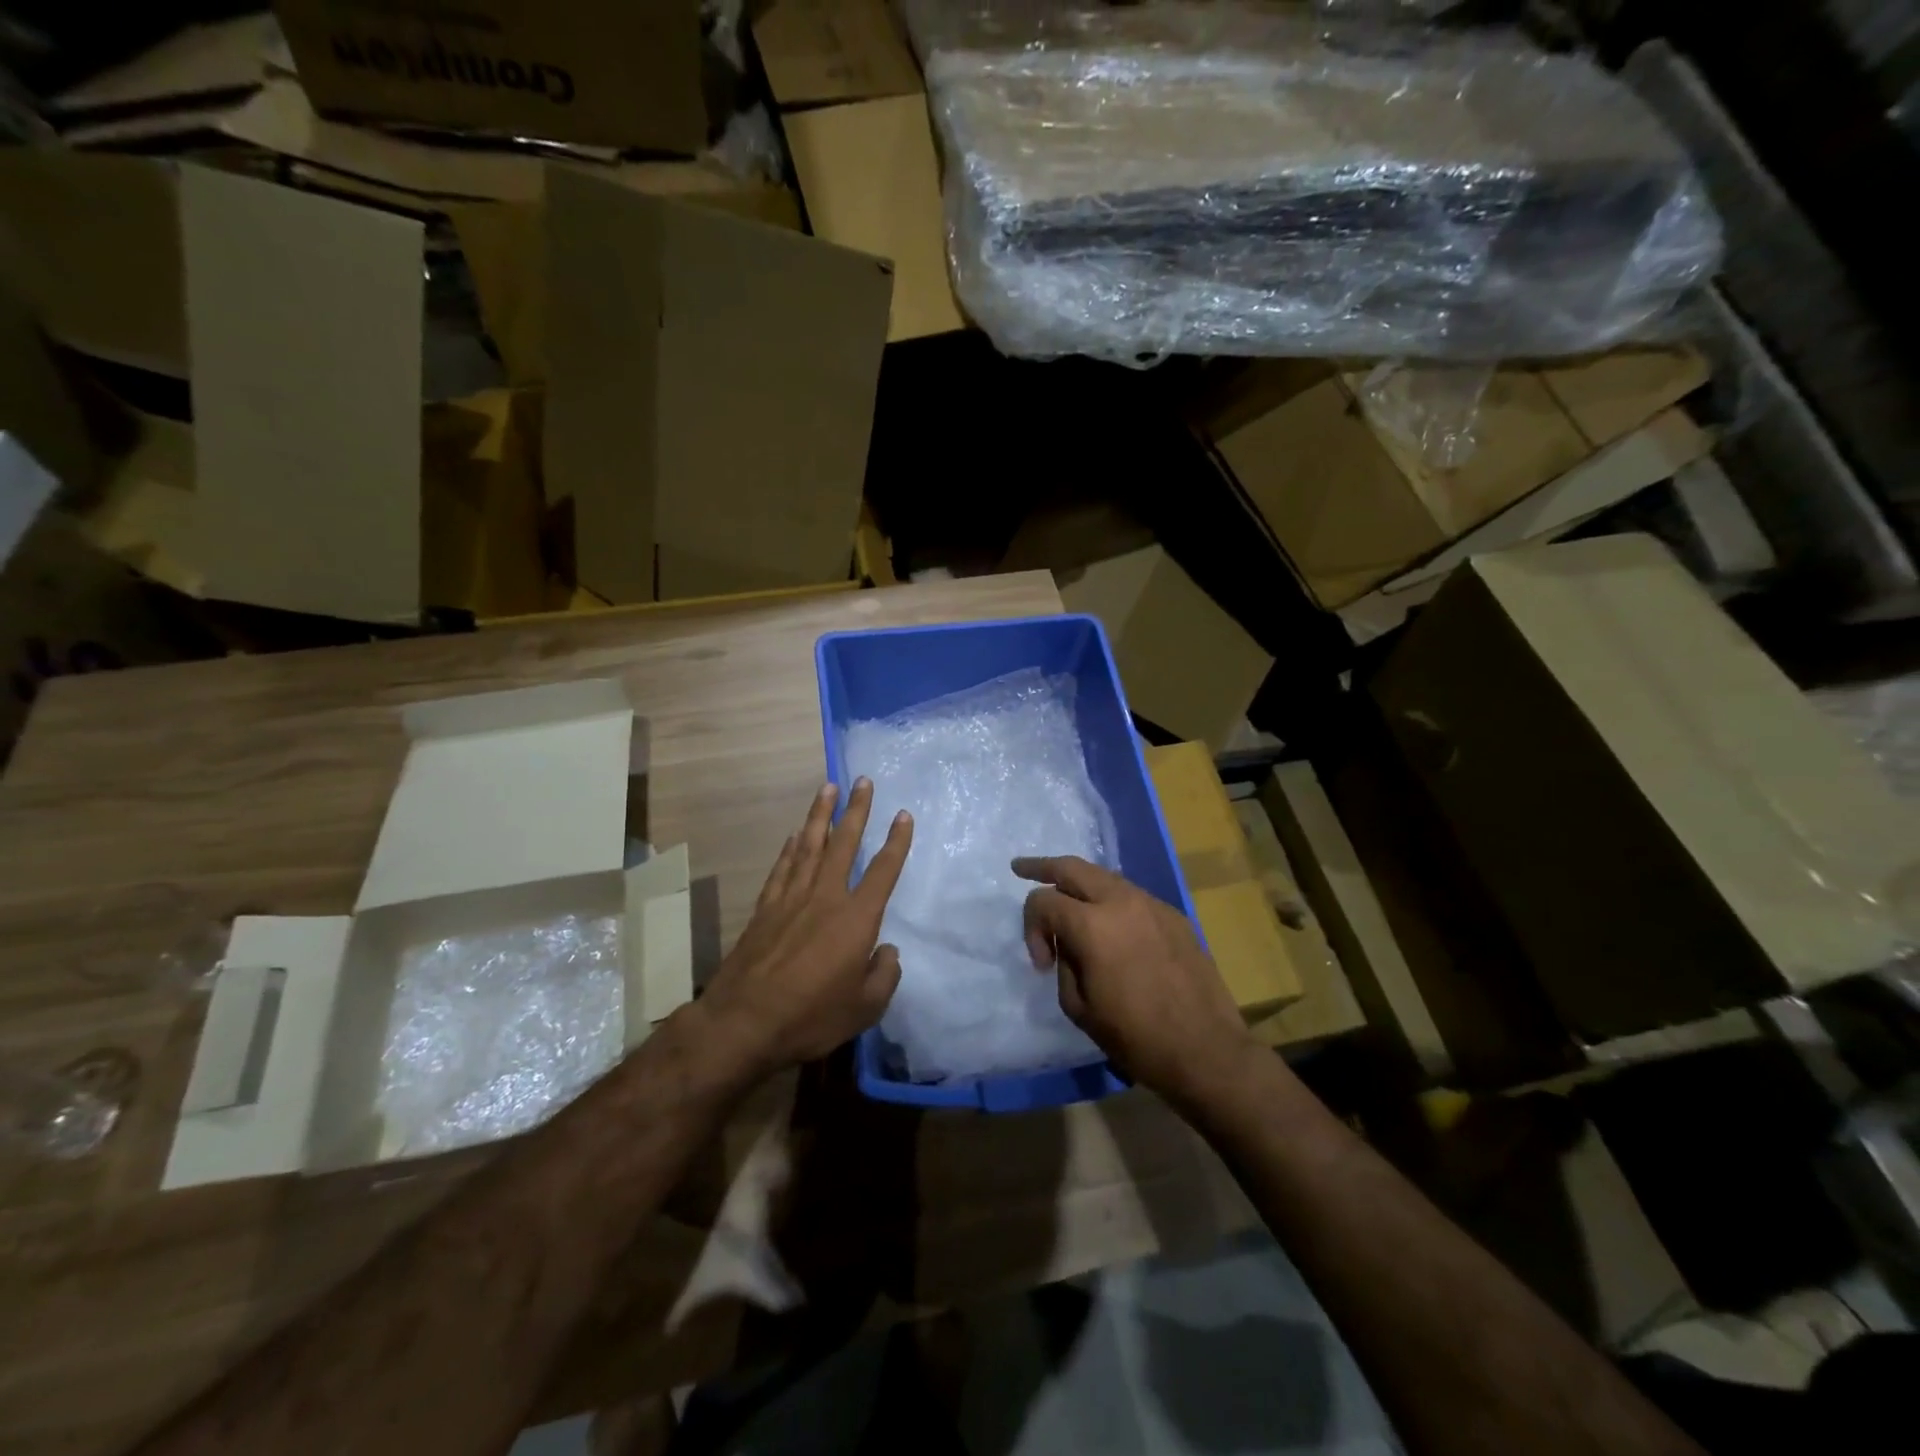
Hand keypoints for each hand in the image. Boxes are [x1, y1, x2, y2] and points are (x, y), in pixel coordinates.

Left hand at [698, 779, 912, 1077]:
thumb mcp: (865, 1008)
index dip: (896, 841)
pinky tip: (795, 836)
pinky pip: (782, 868)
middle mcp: (825, 897)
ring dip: (820, 815)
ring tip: (828, 788)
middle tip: (863, 780)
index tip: (903, 815)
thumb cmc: (811, 1017)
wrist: (743, 1022)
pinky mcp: (765, 909)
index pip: (883, 871)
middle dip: (856, 810)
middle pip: (844, 843)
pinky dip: (790, 848)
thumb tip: (887, 951)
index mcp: (856, 918)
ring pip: (810, 846)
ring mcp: (791, 899)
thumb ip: (884, 976)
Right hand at [1016, 855, 1257, 1103]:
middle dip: (1043, 866)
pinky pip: (1132, 896)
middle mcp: (1121, 902)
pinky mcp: (1174, 916)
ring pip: (1105, 877)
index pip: (1043, 900)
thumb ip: (1064, 964)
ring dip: (1081, 884)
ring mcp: (1152, 904)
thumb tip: (1068, 946)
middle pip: (1072, 867)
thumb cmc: (1136, 1037)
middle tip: (1022, 868)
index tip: (1043, 963)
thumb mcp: (1079, 1007)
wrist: (1206, 1050)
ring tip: (1067, 898)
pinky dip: (1111, 901)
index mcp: (1092, 925)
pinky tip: (1111, 925)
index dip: (1031, 928)